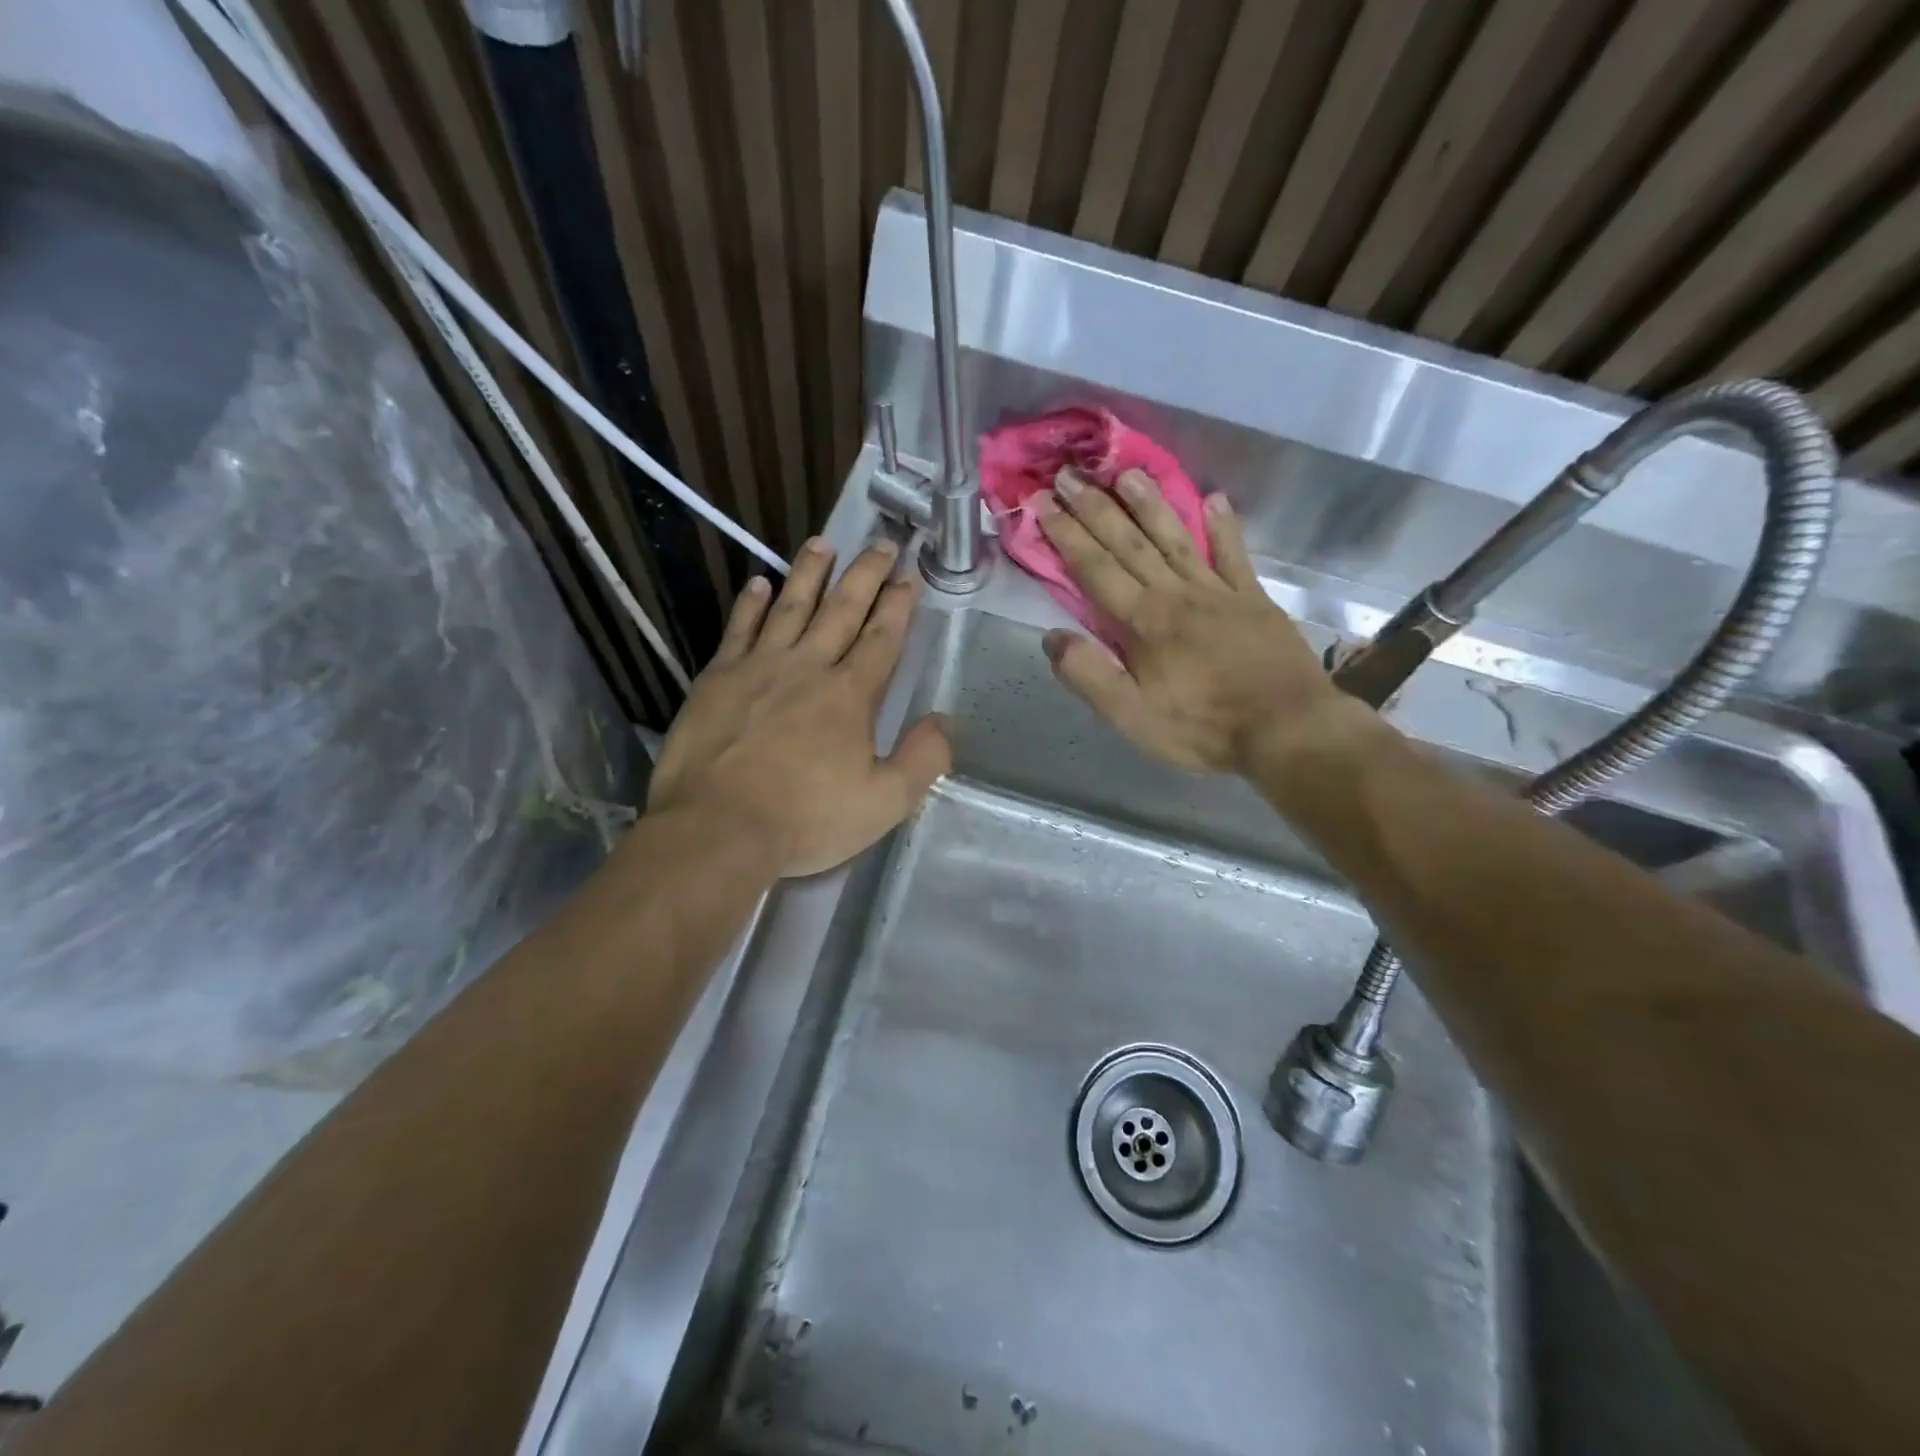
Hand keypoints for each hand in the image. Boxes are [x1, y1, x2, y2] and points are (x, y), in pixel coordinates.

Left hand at [648, 537, 950, 876]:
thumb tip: (943, 722)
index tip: (908, 577)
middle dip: (865, 575)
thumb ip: (922, 760)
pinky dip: (750, 604)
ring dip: (810, 573)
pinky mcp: (717, 679)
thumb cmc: (806, 819)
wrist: (717, 829)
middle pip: (841, 610)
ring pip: (790, 607)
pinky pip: (738, 630)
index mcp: (850, 695)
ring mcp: (758, 667)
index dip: (898, 606)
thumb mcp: (884, 803)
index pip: (882, 638)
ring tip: (823, 543)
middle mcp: (808, 667)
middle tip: (881, 543)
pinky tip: (759, 583)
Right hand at [1034, 468, 1357, 776]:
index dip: (1066, 534)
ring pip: (1176, 537)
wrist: (1287, 728)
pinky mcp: (1253, 598)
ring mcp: (1218, 591)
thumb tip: (1052, 637)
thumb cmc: (1202, 728)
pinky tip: (1214, 499)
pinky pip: (1234, 554)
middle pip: (1129, 543)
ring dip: (1149, 503)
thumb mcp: (1132, 717)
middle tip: (1070, 474)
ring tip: (1128, 472)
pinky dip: (1224, 526)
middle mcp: (1176, 594)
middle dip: (1095, 507)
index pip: (1095, 568)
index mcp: (1143, 622)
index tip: (1042, 501)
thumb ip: (1089, 675)